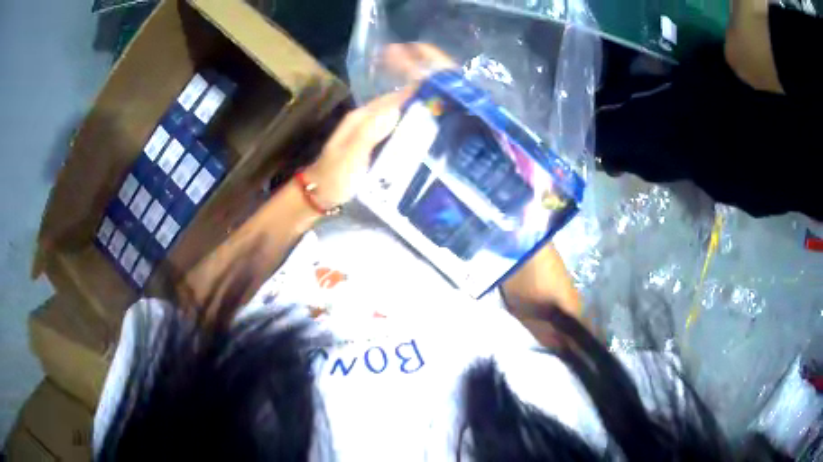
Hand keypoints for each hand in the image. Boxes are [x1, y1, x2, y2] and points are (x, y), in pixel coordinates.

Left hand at [302, 43, 456, 208]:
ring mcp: (371, 133)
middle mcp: (368, 120)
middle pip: (399, 106)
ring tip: (447, 123)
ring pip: (399, 120)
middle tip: (451, 111)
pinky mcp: (375, 146)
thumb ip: (370, 132)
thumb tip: (397, 108)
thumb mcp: (351, 156)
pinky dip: (411, 134)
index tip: (443, 94)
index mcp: (362, 117)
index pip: (393, 98)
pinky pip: (397, 135)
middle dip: (422, 105)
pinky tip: (427, 141)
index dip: (416, 93)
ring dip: (418, 119)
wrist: (319, 196)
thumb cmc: (335, 177)